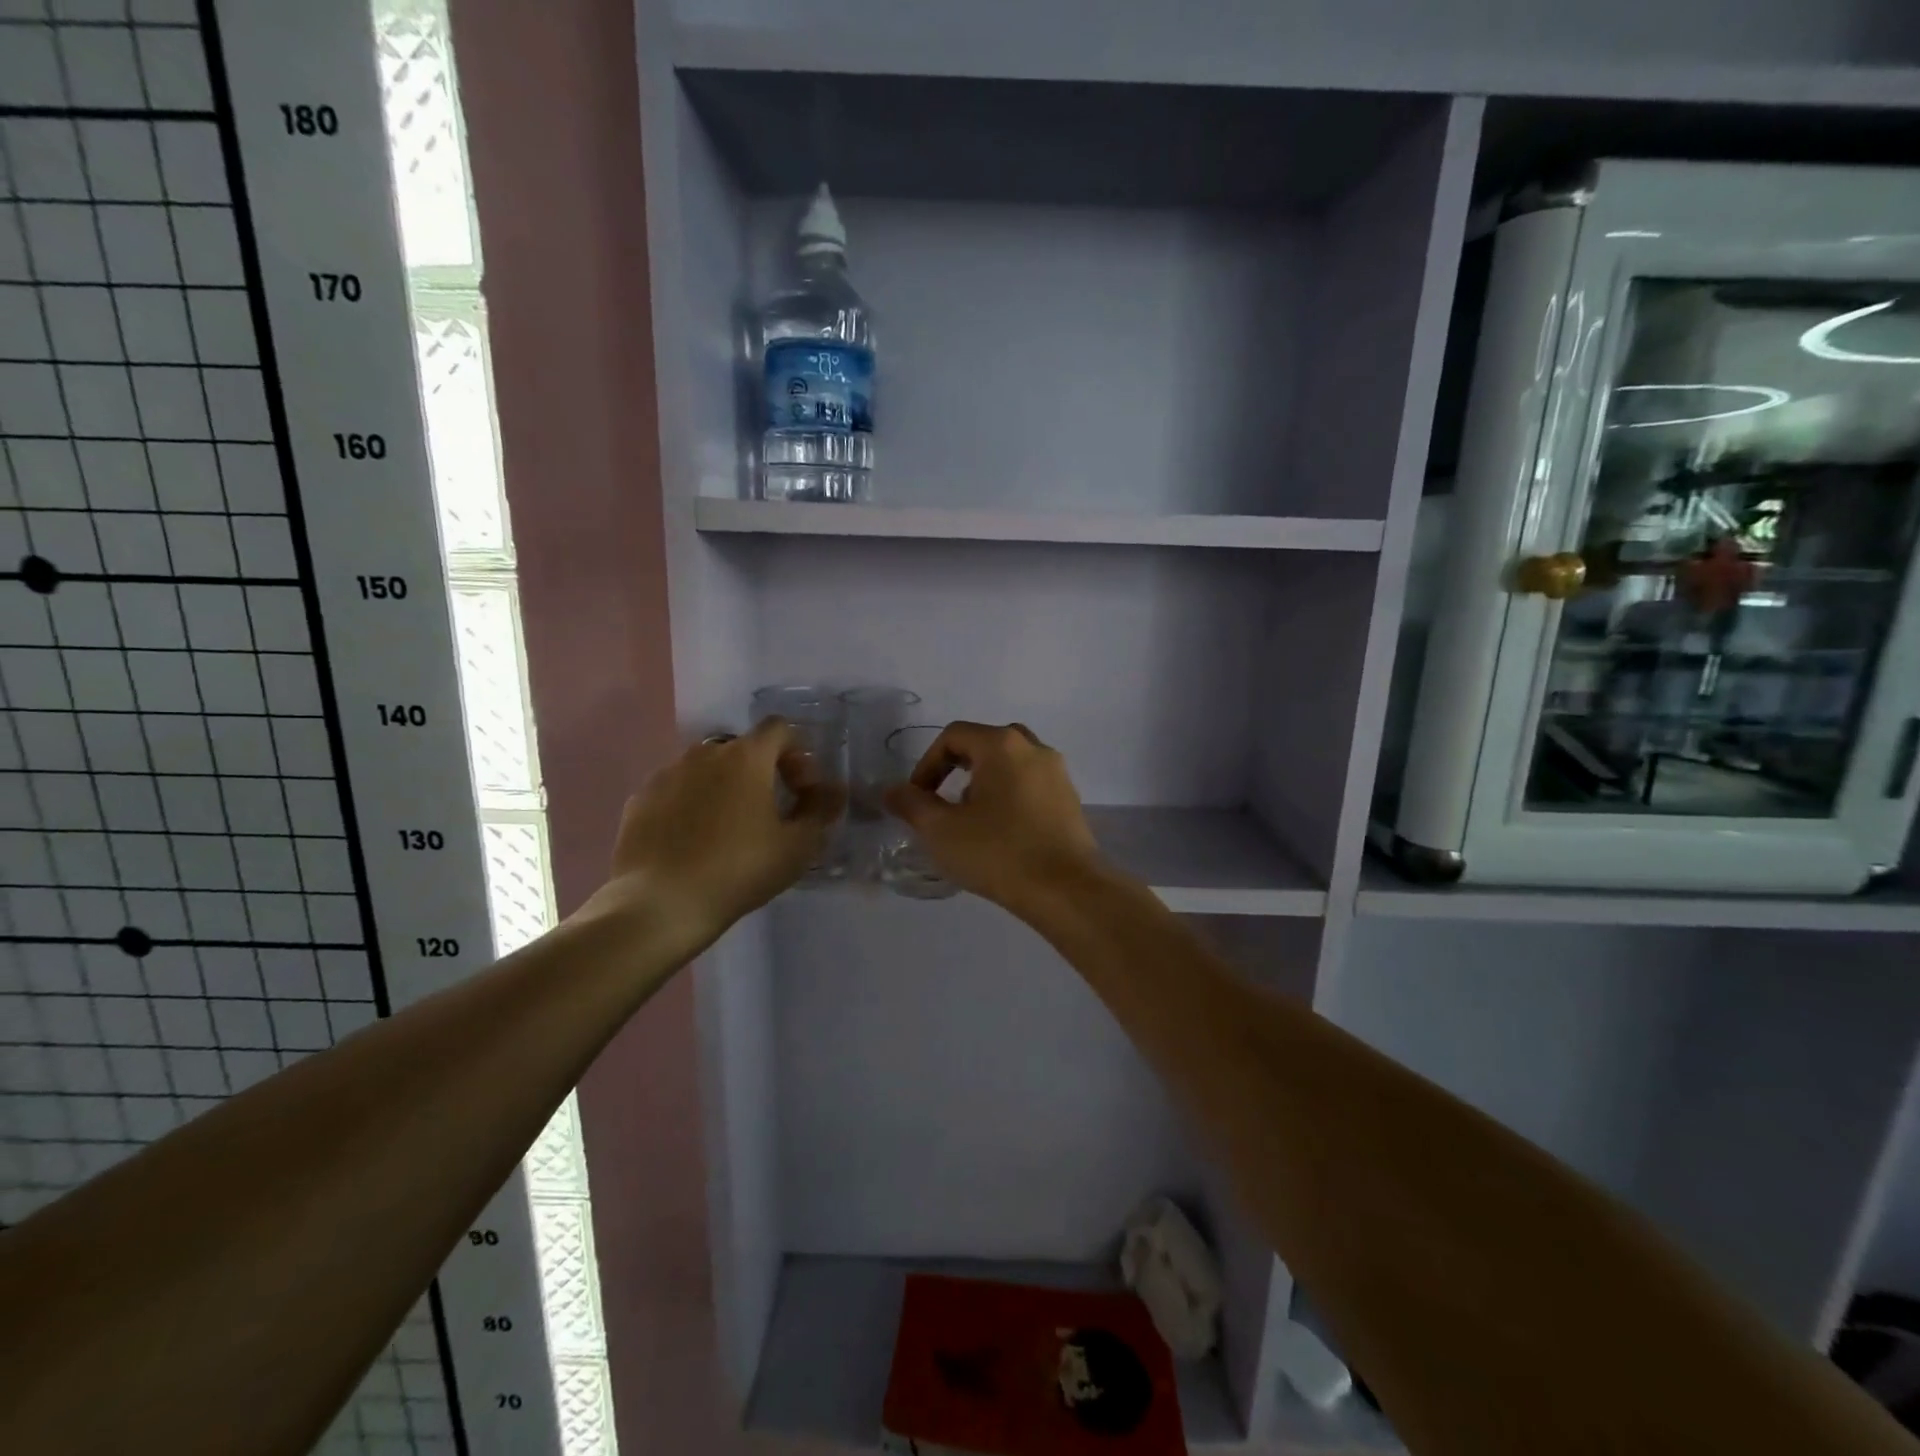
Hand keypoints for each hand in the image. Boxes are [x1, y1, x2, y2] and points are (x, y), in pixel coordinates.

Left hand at [583, 718, 843, 952]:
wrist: (659, 904)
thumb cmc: (738, 870)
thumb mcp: (797, 847)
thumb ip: (821, 811)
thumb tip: (835, 790)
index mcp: (746, 756)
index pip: (780, 729)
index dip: (798, 754)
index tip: (801, 792)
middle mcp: (705, 753)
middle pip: (743, 749)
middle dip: (762, 772)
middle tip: (770, 813)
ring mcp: (667, 774)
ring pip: (706, 769)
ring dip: (725, 788)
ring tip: (729, 830)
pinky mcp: (640, 799)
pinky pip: (676, 791)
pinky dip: (691, 805)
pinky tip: (693, 842)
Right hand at [883, 721, 1104, 913]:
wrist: (1066, 889)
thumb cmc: (998, 852)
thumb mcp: (942, 830)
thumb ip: (911, 804)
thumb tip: (891, 791)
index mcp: (1002, 744)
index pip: (953, 736)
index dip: (926, 764)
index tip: (917, 798)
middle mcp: (1034, 748)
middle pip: (985, 744)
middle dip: (957, 768)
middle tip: (943, 801)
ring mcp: (1057, 773)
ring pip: (1010, 764)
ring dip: (984, 782)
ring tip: (971, 819)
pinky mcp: (1070, 800)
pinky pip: (1031, 784)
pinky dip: (1009, 796)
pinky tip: (1001, 832)